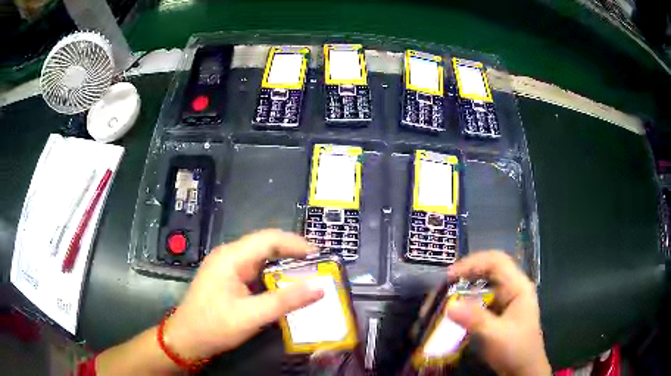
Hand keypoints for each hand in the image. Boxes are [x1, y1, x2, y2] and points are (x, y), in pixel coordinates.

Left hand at [163, 229, 324, 359]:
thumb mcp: (252, 316)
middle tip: (318, 267)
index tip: (320, 256)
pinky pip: (254, 270)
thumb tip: (320, 288)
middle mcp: (229, 255)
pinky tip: (284, 286)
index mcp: (232, 257)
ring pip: (261, 257)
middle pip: (266, 245)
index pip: (269, 239)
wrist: (187, 339)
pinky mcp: (227, 278)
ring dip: (284, 265)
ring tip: (307, 275)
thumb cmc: (215, 326)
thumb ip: (286, 301)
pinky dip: (273, 275)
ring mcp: (227, 266)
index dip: (296, 244)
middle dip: (293, 253)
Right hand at [446, 251, 550, 375]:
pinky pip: (483, 300)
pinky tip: (458, 311)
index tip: (450, 275)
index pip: (496, 261)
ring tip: (447, 297)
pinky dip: (469, 302)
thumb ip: (475, 319)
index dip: (473, 262)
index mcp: (518, 287)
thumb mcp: (496, 335)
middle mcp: (514, 288)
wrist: (524, 370)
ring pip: (485, 285)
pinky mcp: (501, 312)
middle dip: (467, 274)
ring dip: (467, 289)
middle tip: (445, 284)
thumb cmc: (516, 350)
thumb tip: (450, 306)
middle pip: (490, 270)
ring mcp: (508, 300)